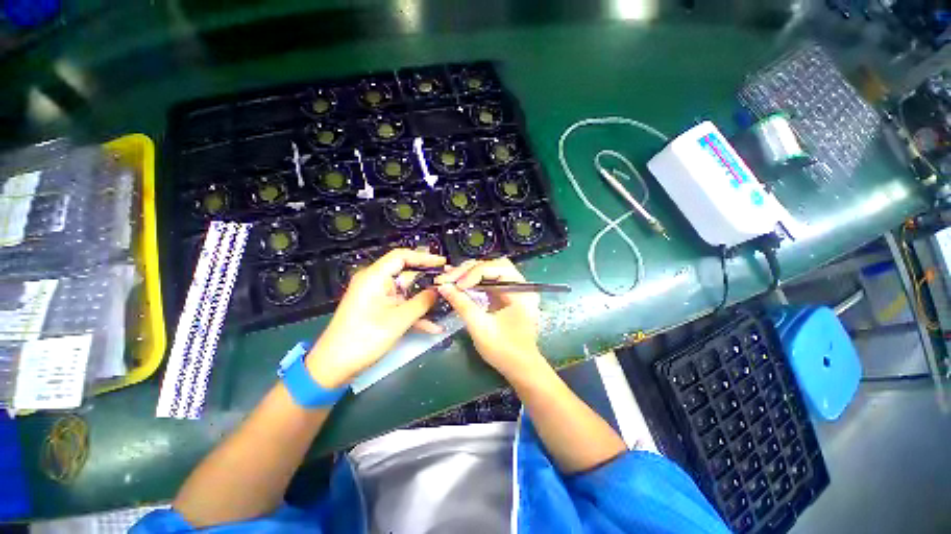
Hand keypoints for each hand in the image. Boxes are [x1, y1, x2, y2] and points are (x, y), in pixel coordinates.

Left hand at [307, 249, 445, 387]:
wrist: (334, 367)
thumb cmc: (364, 339)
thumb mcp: (398, 320)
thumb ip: (422, 302)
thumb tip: (439, 290)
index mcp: (375, 277)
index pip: (401, 256)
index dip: (424, 257)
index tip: (443, 263)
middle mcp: (376, 282)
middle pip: (406, 274)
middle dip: (428, 281)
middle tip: (449, 285)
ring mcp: (378, 297)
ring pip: (407, 292)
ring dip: (424, 301)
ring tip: (447, 304)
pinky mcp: (379, 310)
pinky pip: (401, 306)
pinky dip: (415, 314)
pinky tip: (434, 326)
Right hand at [435, 258, 545, 378]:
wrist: (520, 368)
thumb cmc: (504, 350)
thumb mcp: (480, 327)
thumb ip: (462, 303)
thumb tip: (443, 287)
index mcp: (521, 290)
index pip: (495, 268)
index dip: (472, 274)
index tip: (454, 286)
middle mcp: (520, 285)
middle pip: (493, 265)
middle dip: (469, 270)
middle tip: (448, 278)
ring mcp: (513, 289)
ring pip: (490, 271)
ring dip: (469, 274)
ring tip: (450, 278)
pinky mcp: (506, 296)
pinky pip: (488, 281)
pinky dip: (473, 281)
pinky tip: (458, 282)